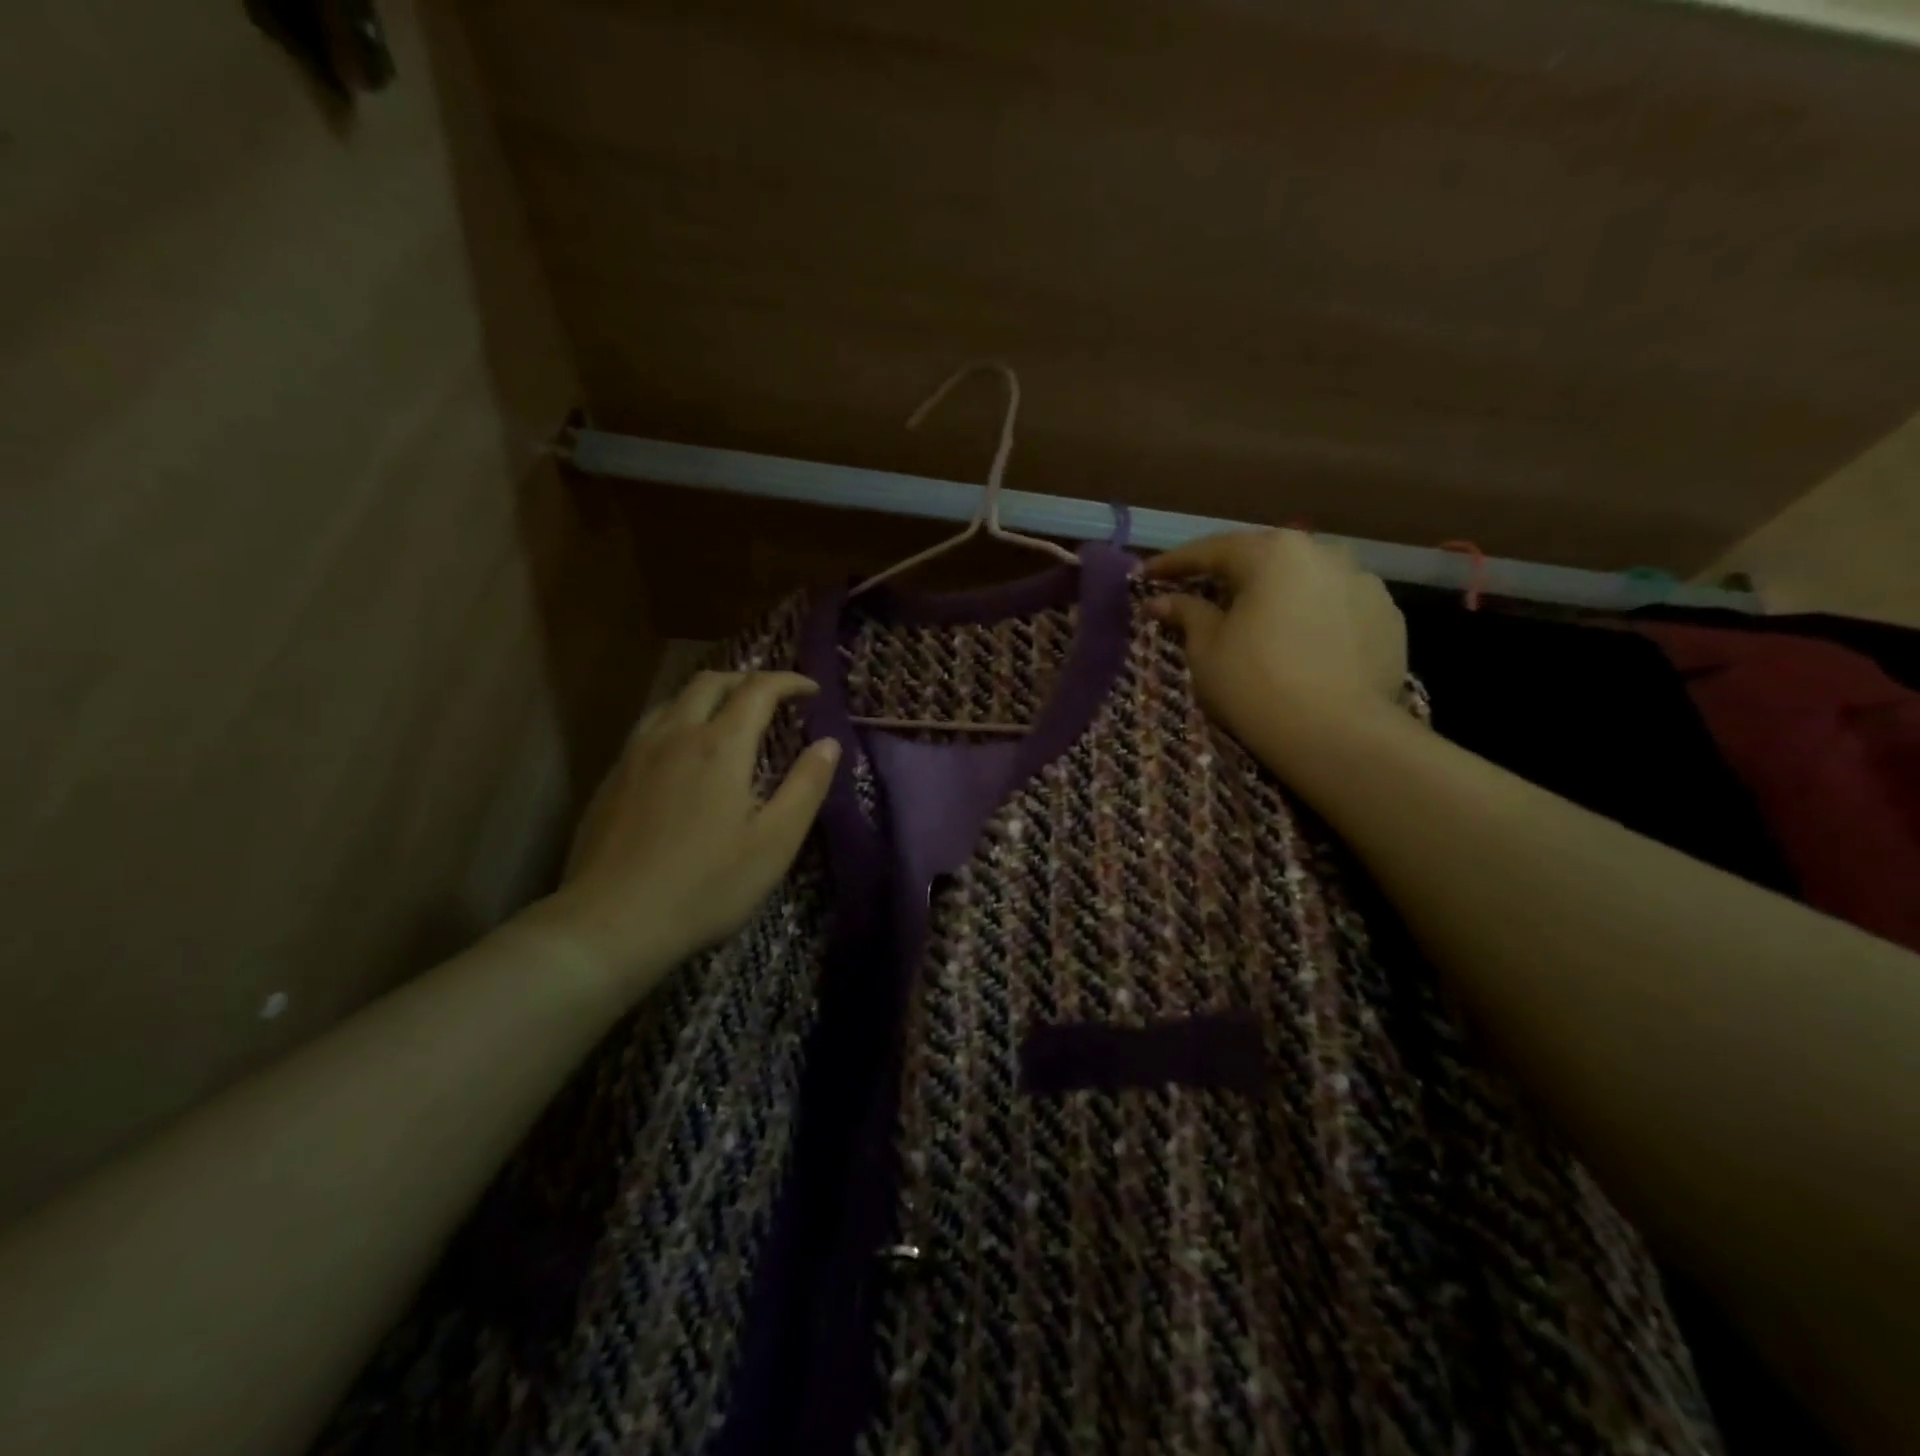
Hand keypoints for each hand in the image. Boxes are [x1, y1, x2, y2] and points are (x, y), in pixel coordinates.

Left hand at [525, 670, 840, 1000]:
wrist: (611, 923)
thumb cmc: (706, 886)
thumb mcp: (774, 843)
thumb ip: (806, 787)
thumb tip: (829, 744)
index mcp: (720, 746)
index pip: (758, 690)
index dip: (789, 682)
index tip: (812, 691)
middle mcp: (675, 736)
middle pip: (710, 682)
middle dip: (747, 680)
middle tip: (772, 697)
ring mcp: (636, 755)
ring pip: (673, 700)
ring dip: (708, 695)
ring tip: (727, 716)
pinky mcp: (611, 778)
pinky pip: (649, 727)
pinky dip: (678, 719)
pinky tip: (682, 754)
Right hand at [1145, 530, 1406, 766]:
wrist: (1337, 734)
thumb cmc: (1255, 684)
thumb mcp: (1206, 649)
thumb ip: (1187, 614)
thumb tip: (1162, 600)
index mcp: (1273, 553)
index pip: (1212, 550)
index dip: (1174, 564)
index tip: (1147, 574)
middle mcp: (1324, 553)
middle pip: (1264, 560)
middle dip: (1230, 576)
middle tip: (1200, 594)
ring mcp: (1364, 583)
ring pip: (1306, 582)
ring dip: (1277, 595)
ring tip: (1257, 620)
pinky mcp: (1389, 618)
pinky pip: (1337, 608)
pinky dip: (1312, 618)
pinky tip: (1300, 644)